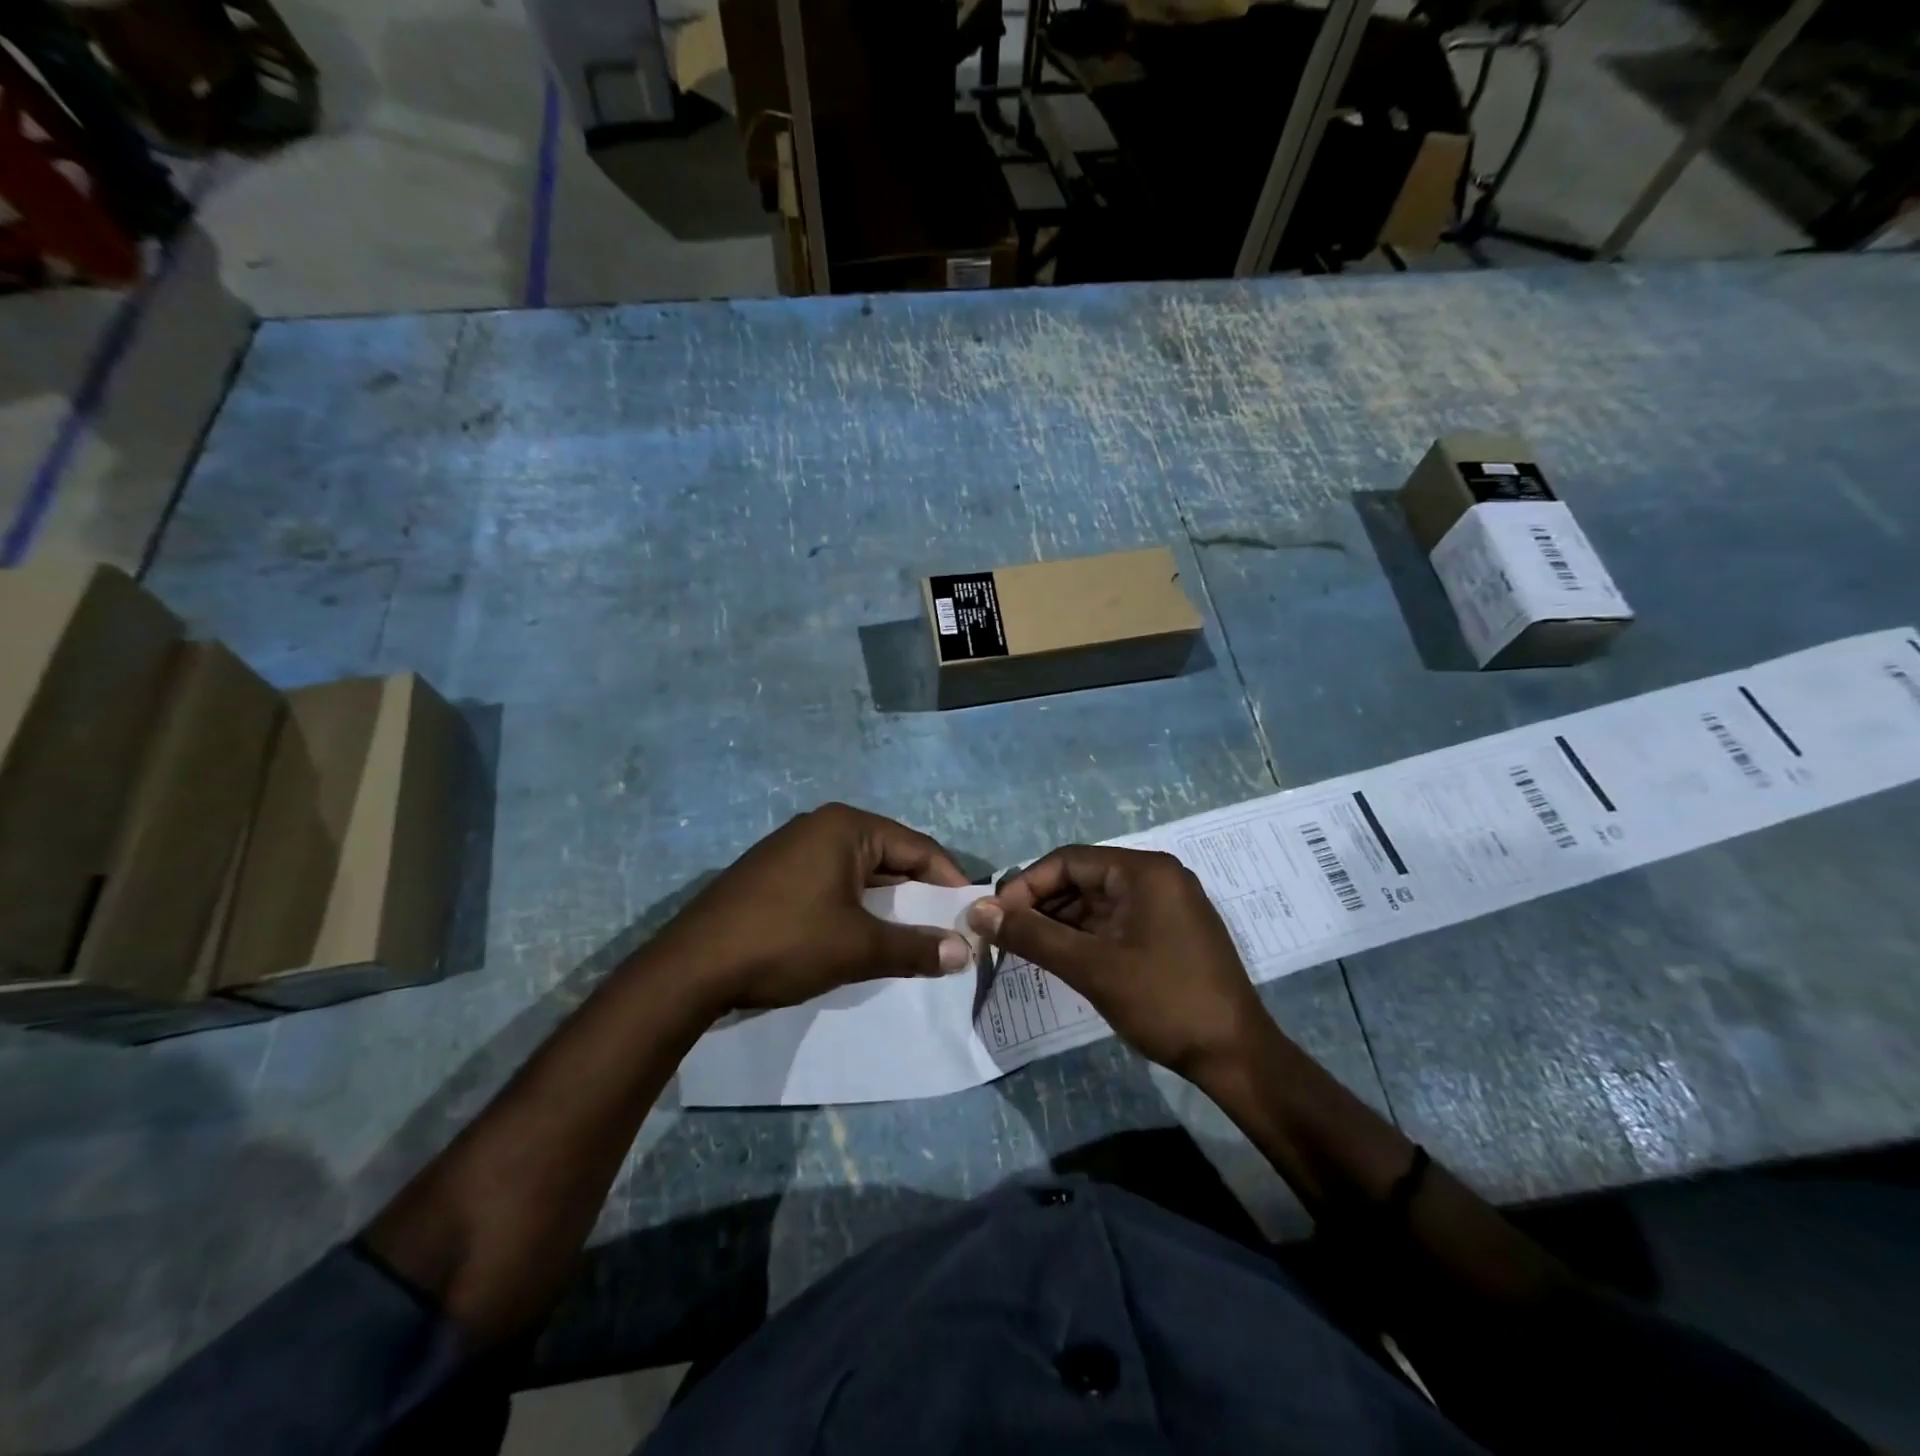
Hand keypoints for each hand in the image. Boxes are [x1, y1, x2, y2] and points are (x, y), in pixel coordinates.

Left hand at [655, 802, 972, 1012]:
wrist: (690, 969)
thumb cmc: (786, 943)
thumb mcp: (858, 947)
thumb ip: (915, 948)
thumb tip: (964, 953)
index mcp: (846, 826)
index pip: (918, 847)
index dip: (949, 882)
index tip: (970, 915)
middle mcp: (820, 826)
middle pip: (889, 857)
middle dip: (918, 896)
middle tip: (944, 931)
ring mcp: (791, 849)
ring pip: (859, 874)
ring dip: (886, 905)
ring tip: (909, 939)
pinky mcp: (773, 875)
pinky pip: (830, 884)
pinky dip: (854, 908)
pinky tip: (860, 939)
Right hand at [967, 846, 1268, 1078]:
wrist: (1235, 1056)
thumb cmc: (1163, 1001)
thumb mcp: (1091, 966)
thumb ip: (1032, 935)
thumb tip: (979, 912)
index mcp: (1145, 871)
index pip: (1069, 861)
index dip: (1026, 885)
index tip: (995, 916)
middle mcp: (1158, 877)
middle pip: (1084, 878)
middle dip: (1042, 904)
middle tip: (1006, 935)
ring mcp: (1168, 905)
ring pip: (1098, 902)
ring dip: (1061, 922)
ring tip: (1026, 949)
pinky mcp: (1171, 932)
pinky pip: (1117, 920)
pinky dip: (1086, 935)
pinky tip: (1062, 957)